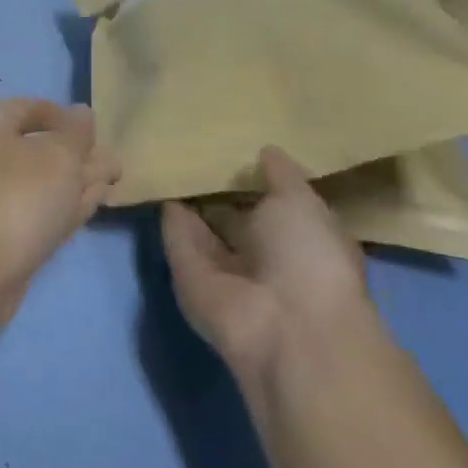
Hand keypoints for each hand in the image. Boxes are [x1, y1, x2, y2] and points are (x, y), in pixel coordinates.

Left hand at [0, 98, 120, 308]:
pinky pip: (34, 209)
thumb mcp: (59, 155)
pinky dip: (61, 206)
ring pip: (39, 181)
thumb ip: (76, 132)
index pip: (30, 108)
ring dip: (75, 182)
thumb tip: (81, 111)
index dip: (68, 119)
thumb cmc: (19, 196)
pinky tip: (90, 206)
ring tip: (113, 183)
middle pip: (36, 147)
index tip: (101, 134)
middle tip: (117, 165)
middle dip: (78, 155)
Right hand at [160, 145, 374, 389]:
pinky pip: (177, 239)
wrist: (280, 321)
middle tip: (196, 146)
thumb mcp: (302, 203)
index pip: (279, 205)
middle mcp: (264, 256)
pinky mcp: (188, 275)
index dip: (260, 179)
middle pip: (235, 216)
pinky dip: (169, 216)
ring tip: (170, 158)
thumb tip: (266, 149)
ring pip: (202, 228)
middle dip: (218, 188)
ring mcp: (224, 268)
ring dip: (188, 200)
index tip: (238, 145)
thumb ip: (281, 175)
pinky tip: (158, 182)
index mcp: (303, 239)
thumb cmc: (309, 257)